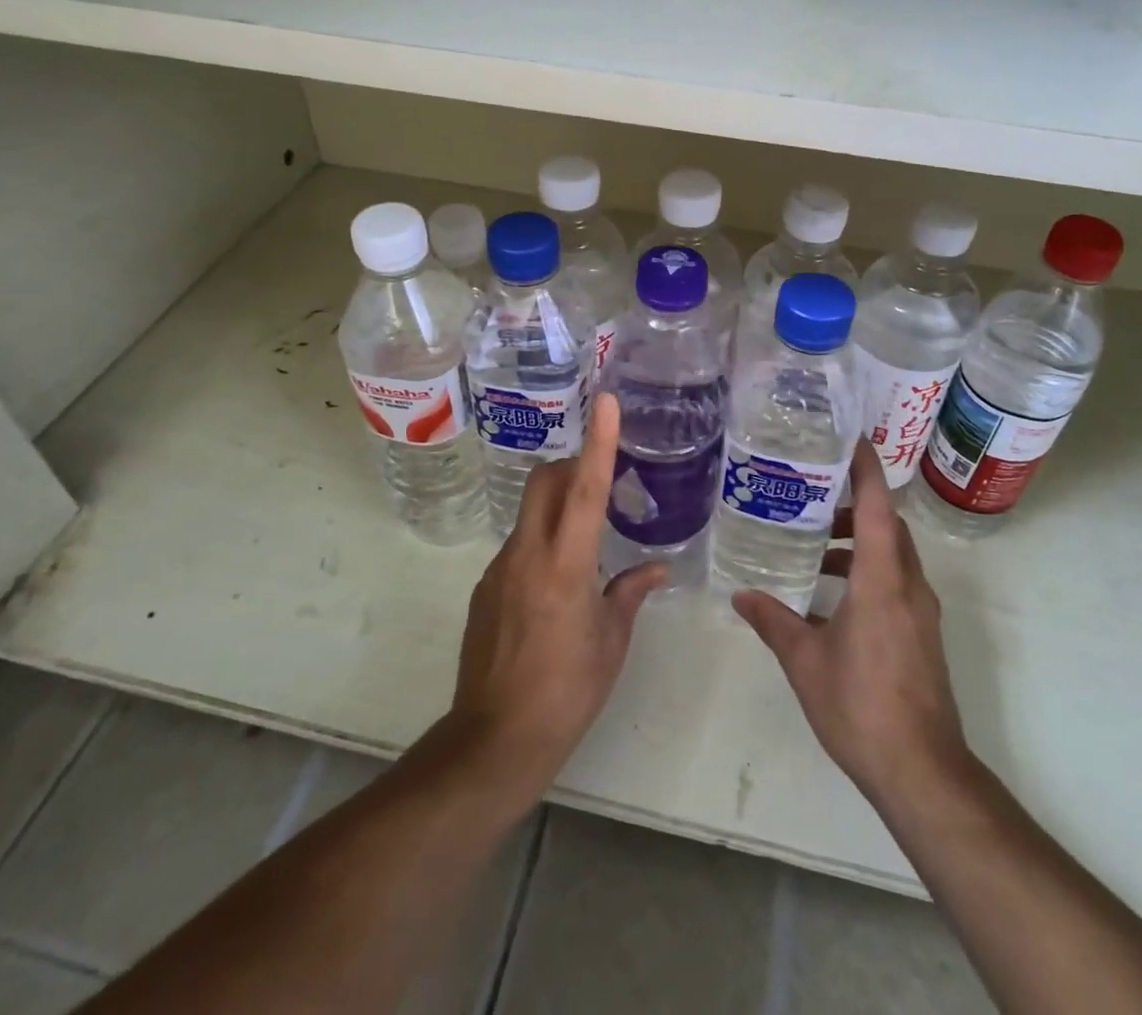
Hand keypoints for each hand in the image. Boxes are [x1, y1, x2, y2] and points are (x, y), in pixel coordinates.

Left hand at [445, 394, 665, 803]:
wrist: (494, 740)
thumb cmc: (567, 692)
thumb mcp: (612, 642)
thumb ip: (631, 592)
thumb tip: (656, 567)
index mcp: (566, 566)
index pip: (586, 489)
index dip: (599, 442)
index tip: (606, 402)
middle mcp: (527, 555)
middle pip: (544, 482)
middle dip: (572, 465)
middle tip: (602, 480)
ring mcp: (500, 569)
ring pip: (531, 513)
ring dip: (558, 508)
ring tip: (587, 544)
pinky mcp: (485, 587)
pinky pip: (519, 545)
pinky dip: (543, 542)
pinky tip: (558, 584)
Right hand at [732, 441, 970, 809]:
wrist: (922, 771)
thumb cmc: (861, 706)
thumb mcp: (805, 661)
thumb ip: (773, 621)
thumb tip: (740, 595)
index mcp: (882, 580)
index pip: (879, 506)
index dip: (866, 468)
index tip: (848, 438)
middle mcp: (909, 586)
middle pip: (889, 525)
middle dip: (856, 503)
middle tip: (813, 492)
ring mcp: (921, 611)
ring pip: (894, 554)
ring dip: (861, 541)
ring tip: (816, 545)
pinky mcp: (922, 634)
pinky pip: (896, 581)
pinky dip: (868, 570)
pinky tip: (831, 596)